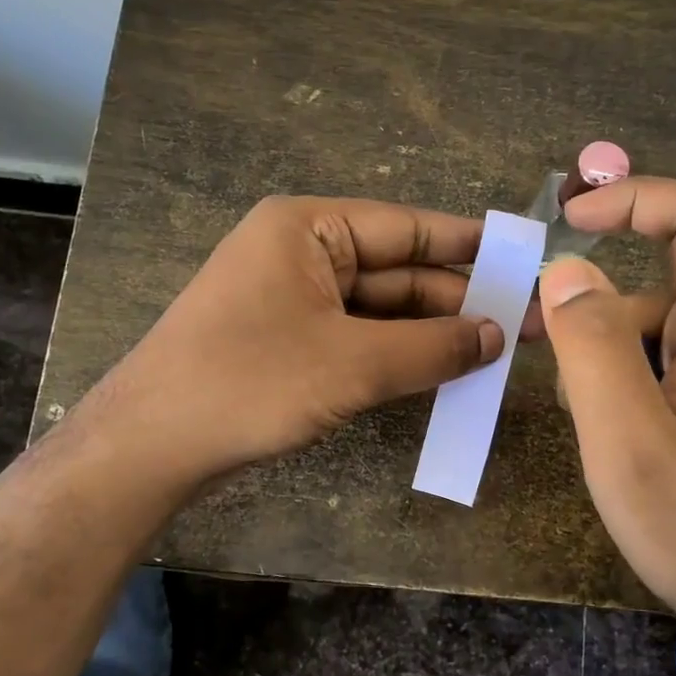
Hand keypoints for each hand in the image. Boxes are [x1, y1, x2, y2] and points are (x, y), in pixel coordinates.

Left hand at [75, 195, 530, 492]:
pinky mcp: (288, 342)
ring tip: (499, 352)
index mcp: (309, 229)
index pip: (408, 228)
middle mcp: (301, 254)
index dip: (471, 246)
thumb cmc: (250, 383)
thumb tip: (498, 336)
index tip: (526, 260)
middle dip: (458, 300)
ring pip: (380, 310)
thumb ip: (433, 346)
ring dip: (432, 333)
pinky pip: (358, 339)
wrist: (150, 446)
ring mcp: (293, 300)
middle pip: (398, 271)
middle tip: (526, 325)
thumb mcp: (353, 364)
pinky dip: (398, 355)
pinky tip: (445, 371)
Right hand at [538, 177, 675, 655]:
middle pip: (659, 277)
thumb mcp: (628, 442)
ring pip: (650, 323)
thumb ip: (594, 349)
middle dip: (593, 305)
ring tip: (584, 419)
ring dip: (601, 351)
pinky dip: (618, 376)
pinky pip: (658, 358)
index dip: (634, 199)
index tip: (569, 220)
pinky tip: (608, 431)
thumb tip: (565, 270)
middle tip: (541, 350)